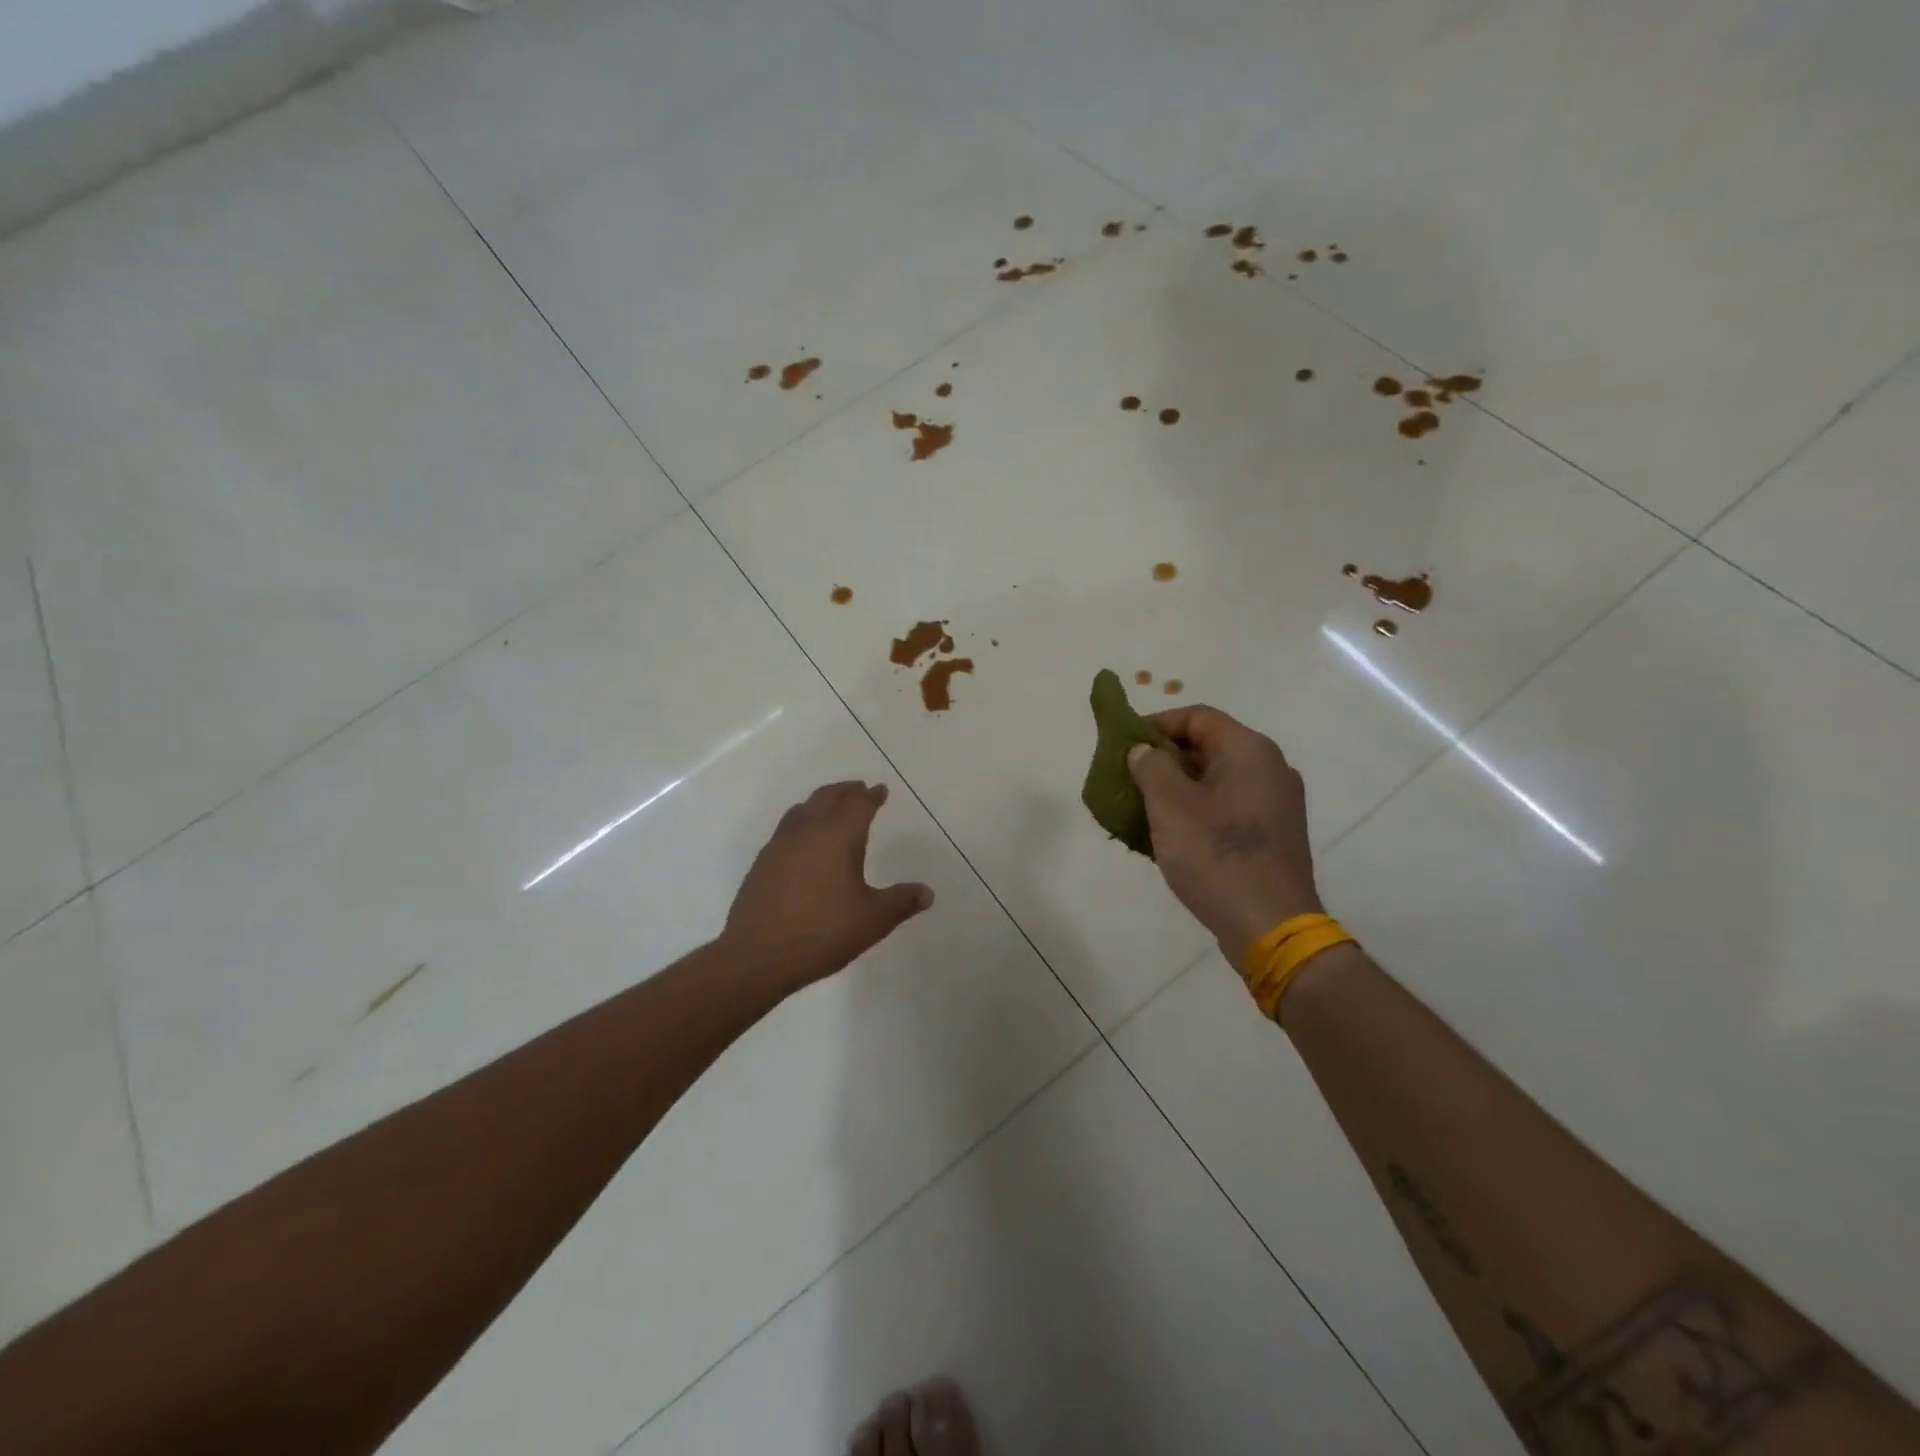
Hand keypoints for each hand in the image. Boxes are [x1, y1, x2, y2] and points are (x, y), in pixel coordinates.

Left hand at [722, 781, 933, 996]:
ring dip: (821, 801)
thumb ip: (901, 902)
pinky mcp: (763, 862)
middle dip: (846, 791)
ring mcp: (780, 845)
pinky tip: (804, 841)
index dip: (871, 796)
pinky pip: (787, 827)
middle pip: (828, 797)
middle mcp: (808, 831)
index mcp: (838, 836)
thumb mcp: (873, 920)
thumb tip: (927, 893)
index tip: (880, 790)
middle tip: (859, 790)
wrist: (757, 955)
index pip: (858, 804)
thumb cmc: (823, 932)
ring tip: (831, 807)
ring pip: (803, 809)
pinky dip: (802, 821)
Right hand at [1126, 706, 1323, 967]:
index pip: (1197, 716)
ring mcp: (1277, 803)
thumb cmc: (1216, 856)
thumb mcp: (1170, 805)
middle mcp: (1270, 768)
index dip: (1156, 724)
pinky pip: (1229, 807)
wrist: (1270, 926)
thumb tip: (1143, 751)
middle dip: (1164, 759)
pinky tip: (1172, 835)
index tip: (1124, 745)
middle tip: (1129, 778)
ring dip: (1178, 787)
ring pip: (1217, 780)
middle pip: (1208, 746)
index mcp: (1249, 750)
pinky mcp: (1274, 835)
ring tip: (1143, 808)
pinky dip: (1198, 810)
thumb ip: (1150, 766)